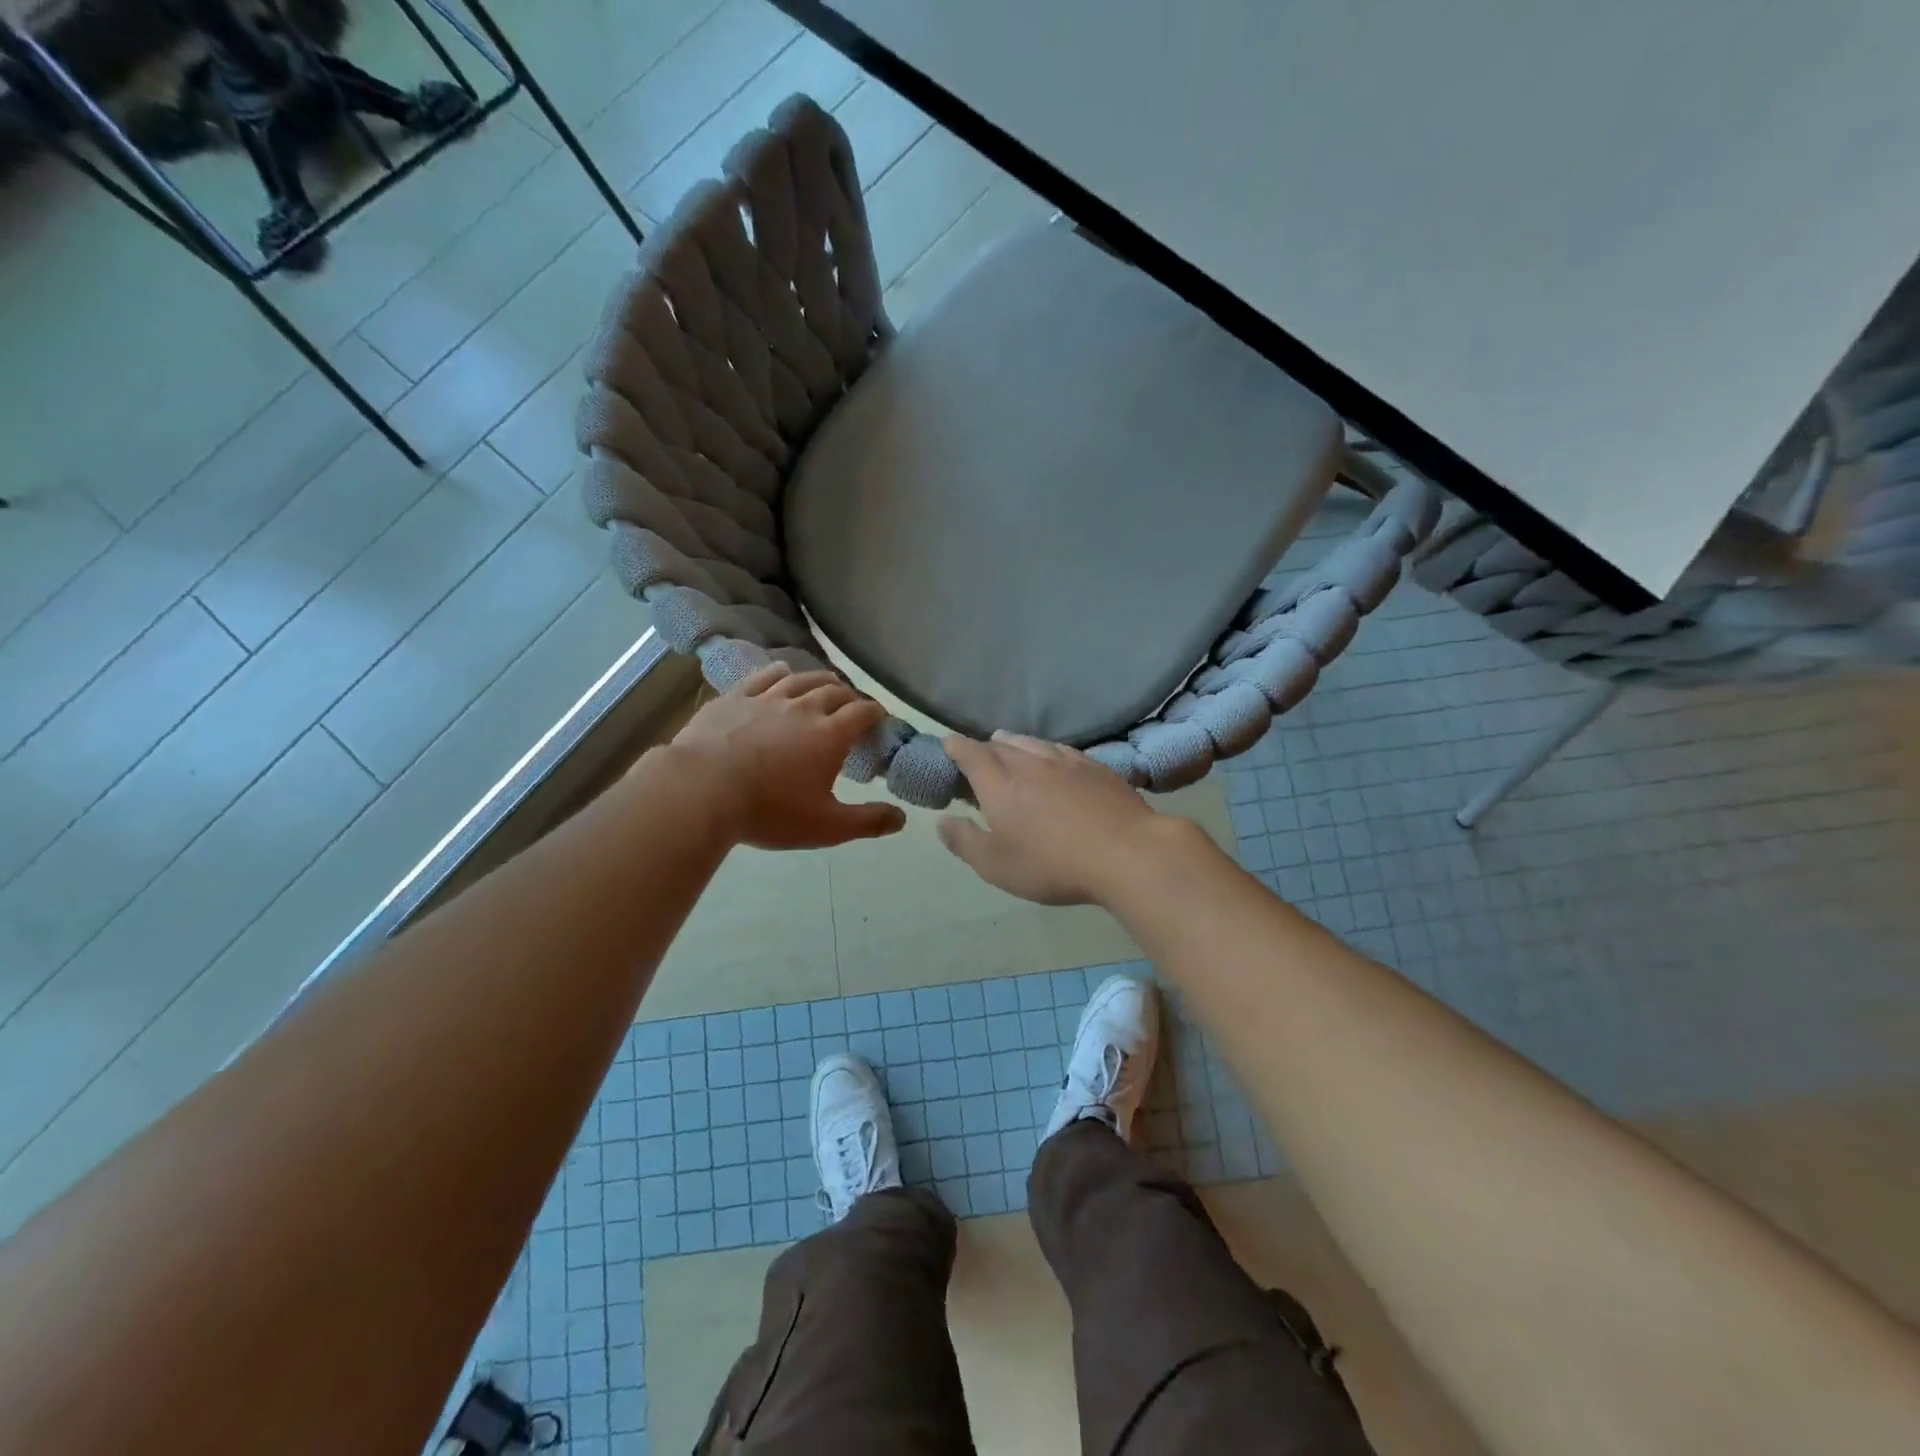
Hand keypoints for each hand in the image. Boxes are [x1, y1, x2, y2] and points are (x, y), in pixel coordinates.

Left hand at [668, 664, 906, 850]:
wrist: (701, 790)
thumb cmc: (769, 810)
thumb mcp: (826, 826)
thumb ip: (867, 821)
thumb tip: (902, 818)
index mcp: (830, 735)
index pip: (862, 713)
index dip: (875, 713)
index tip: (880, 717)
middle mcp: (803, 708)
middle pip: (834, 692)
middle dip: (849, 696)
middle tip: (854, 705)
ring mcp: (766, 699)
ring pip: (801, 680)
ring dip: (819, 680)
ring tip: (827, 683)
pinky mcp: (734, 698)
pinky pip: (762, 677)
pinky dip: (779, 672)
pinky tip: (782, 670)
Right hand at [938, 732, 1179, 904]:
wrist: (1126, 852)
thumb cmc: (1052, 864)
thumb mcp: (996, 866)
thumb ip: (964, 842)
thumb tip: (941, 821)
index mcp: (999, 783)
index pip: (969, 753)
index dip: (955, 747)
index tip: (947, 745)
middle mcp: (1029, 762)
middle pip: (1000, 744)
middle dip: (983, 748)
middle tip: (978, 759)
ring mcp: (1065, 761)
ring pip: (1032, 742)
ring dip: (1014, 744)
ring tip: (1008, 748)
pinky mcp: (1095, 767)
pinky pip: (1061, 750)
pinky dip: (1047, 751)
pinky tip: (1053, 759)